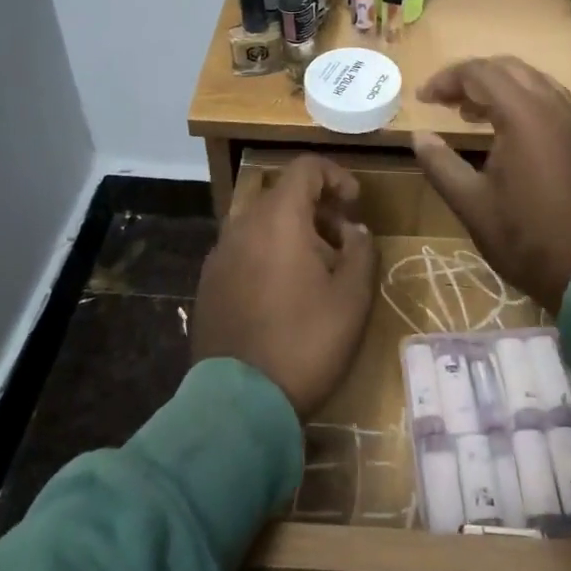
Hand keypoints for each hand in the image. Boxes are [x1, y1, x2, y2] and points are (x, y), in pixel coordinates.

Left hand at [192, 155, 376, 416]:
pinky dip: (268, 251)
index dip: (336, 176)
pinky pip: (244, 248)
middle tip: (342, 239)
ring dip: (292, 230)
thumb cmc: (305, 342)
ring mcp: (220, 253)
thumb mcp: (352, 298)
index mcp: (277, 217)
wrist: (238, 403)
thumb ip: (361, 251)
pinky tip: (284, 290)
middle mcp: (242, 224)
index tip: (355, 204)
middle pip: (282, 192)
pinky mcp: (209, 281)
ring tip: (316, 268)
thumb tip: (354, 230)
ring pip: (261, 221)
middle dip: (316, 206)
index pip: (305, 167)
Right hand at [410, 57, 570, 311]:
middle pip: (509, 68)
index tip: (423, 99)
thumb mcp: (471, 204)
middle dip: (472, 77)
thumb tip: (419, 137)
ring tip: (472, 114)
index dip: (446, 79)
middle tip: (445, 101)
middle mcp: (554, 107)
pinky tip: (510, 134)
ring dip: (500, 87)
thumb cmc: (526, 238)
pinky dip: (524, 102)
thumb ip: (440, 164)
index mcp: (523, 115)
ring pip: (535, 81)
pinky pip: (553, 102)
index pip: (479, 73)